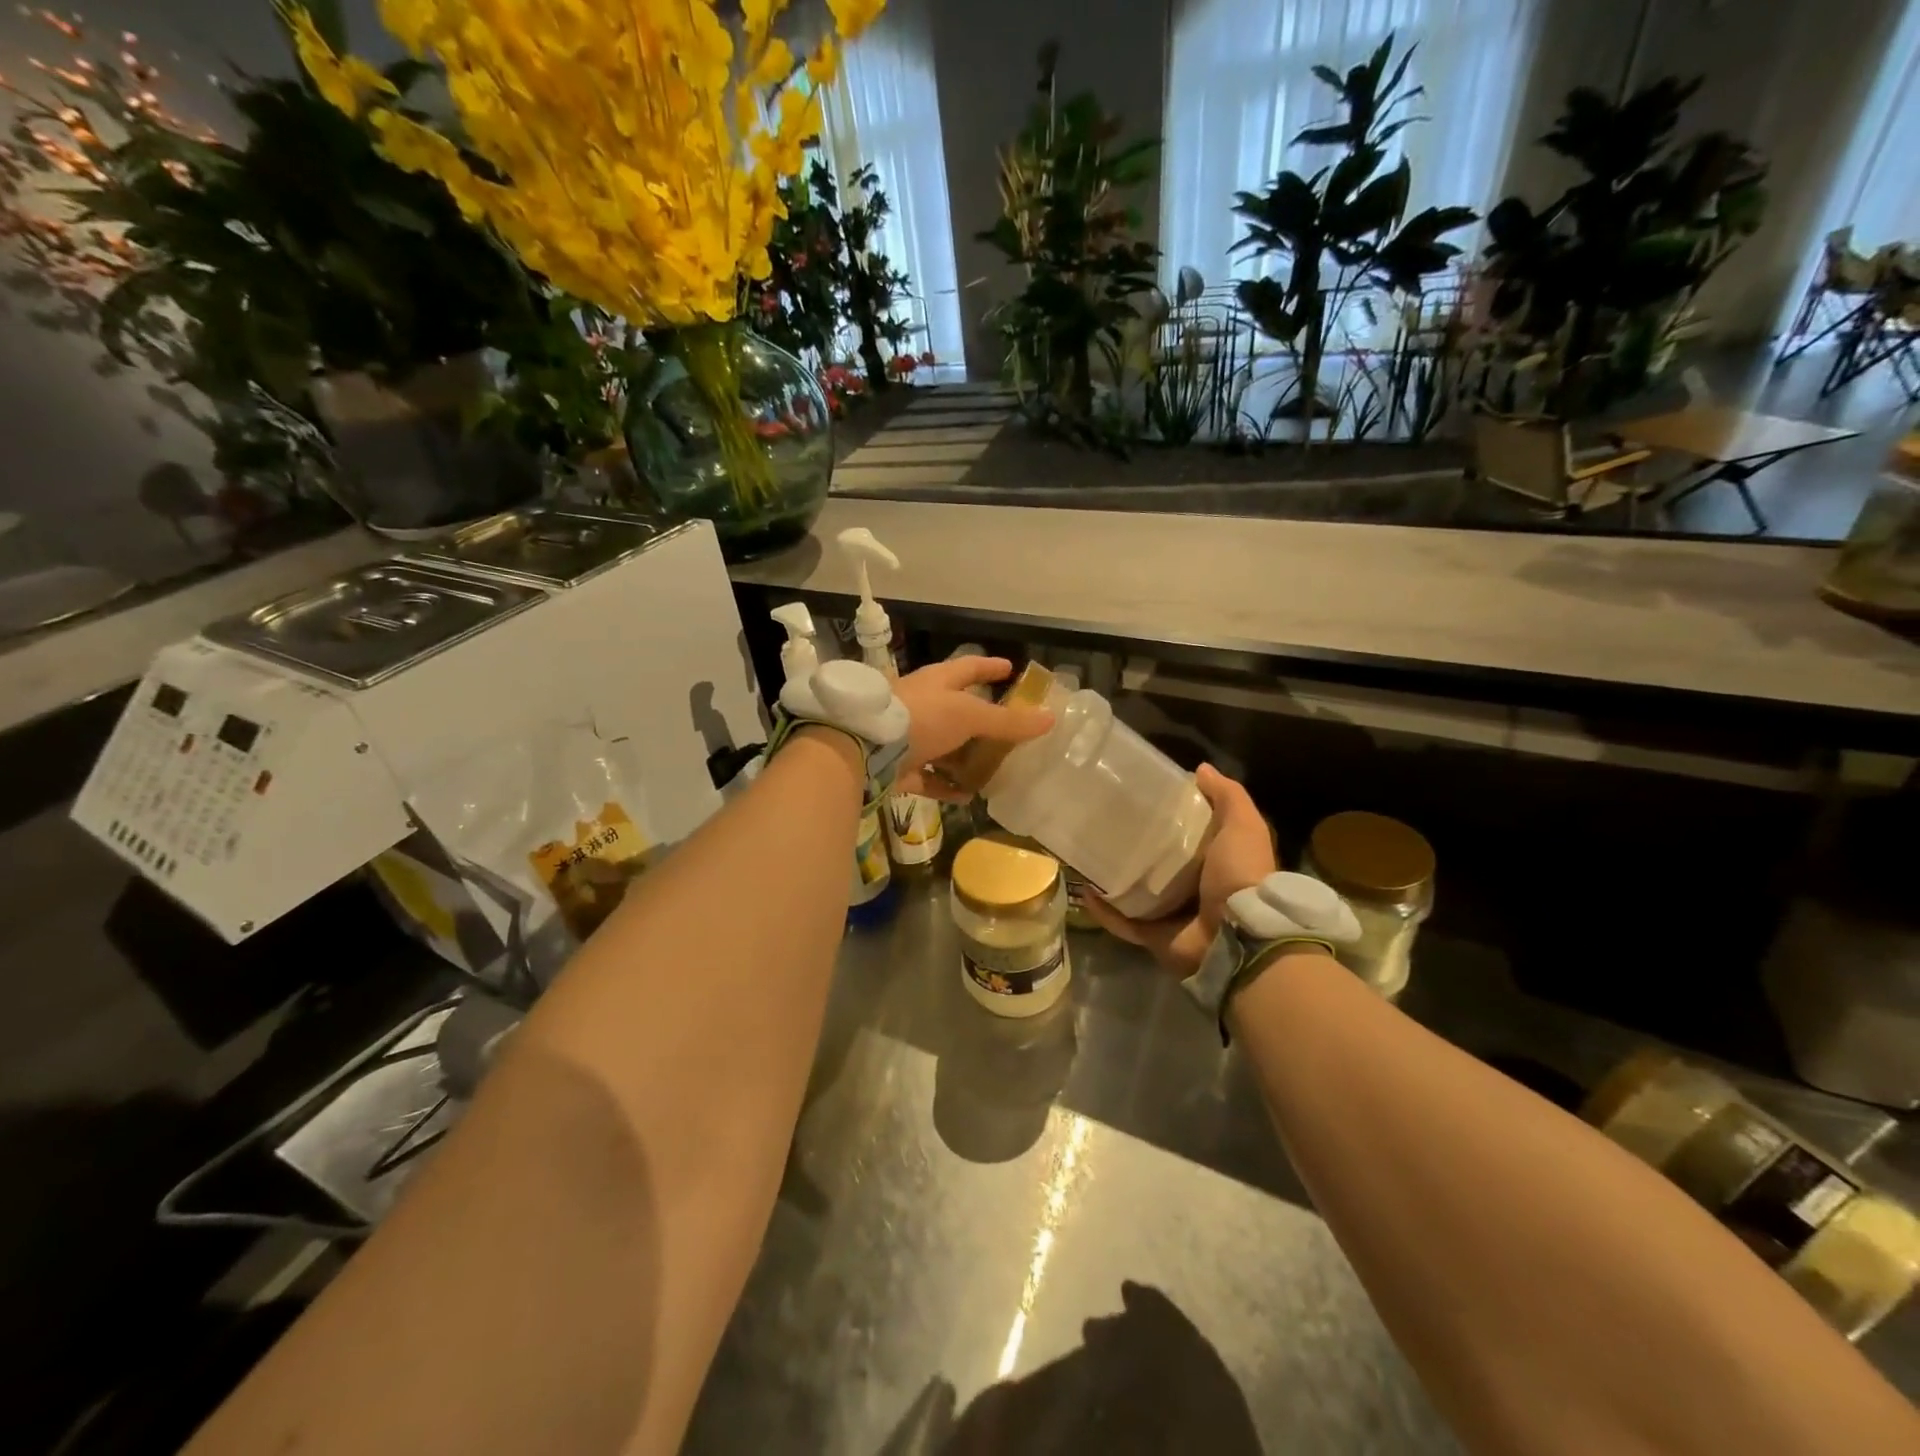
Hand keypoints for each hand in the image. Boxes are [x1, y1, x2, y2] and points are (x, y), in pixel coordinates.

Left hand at [894, 656, 1052, 800]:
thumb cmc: (922, 718)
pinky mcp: (899, 767)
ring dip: (964, 757)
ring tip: (991, 768)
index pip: (970, 667)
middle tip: (1007, 729)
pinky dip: (946, 785)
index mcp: (938, 682)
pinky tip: (966, 796)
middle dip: (980, 720)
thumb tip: (1050, 718)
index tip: (1009, 668)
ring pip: (943, 746)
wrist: (866, 748)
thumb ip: (1008, 722)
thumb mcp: (970, 716)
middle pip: (957, 710)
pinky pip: (928, 777)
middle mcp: (922, 705)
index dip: (990, 667)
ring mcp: (908, 736)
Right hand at [1084, 764, 1277, 977]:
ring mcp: (1171, 914)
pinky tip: (1084, 889)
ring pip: (1136, 892)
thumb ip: (1227, 797)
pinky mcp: (1152, 936)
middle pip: (1158, 863)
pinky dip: (1104, 910)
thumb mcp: (1243, 826)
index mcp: (1214, 862)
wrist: (1239, 937)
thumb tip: (1201, 769)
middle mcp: (1192, 888)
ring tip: (1088, 853)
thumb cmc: (1241, 875)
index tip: (1141, 796)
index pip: (1187, 834)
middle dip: (1135, 846)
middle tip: (1105, 822)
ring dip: (1114, 877)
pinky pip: (1122, 922)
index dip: (1168, 816)